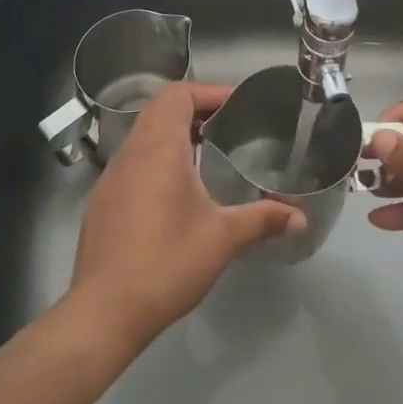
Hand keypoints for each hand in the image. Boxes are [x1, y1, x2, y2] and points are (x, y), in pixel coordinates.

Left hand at [68, 82, 304, 348]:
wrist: (104, 311)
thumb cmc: (167, 262)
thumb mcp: (223, 238)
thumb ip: (263, 220)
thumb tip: (300, 218)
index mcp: (159, 148)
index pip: (178, 95)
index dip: (208, 92)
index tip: (236, 104)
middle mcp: (131, 152)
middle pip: (159, 109)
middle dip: (193, 109)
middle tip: (226, 125)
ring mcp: (111, 177)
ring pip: (142, 135)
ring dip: (173, 134)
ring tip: (206, 153)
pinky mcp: (102, 202)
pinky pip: (132, 162)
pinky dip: (155, 158)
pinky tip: (175, 191)